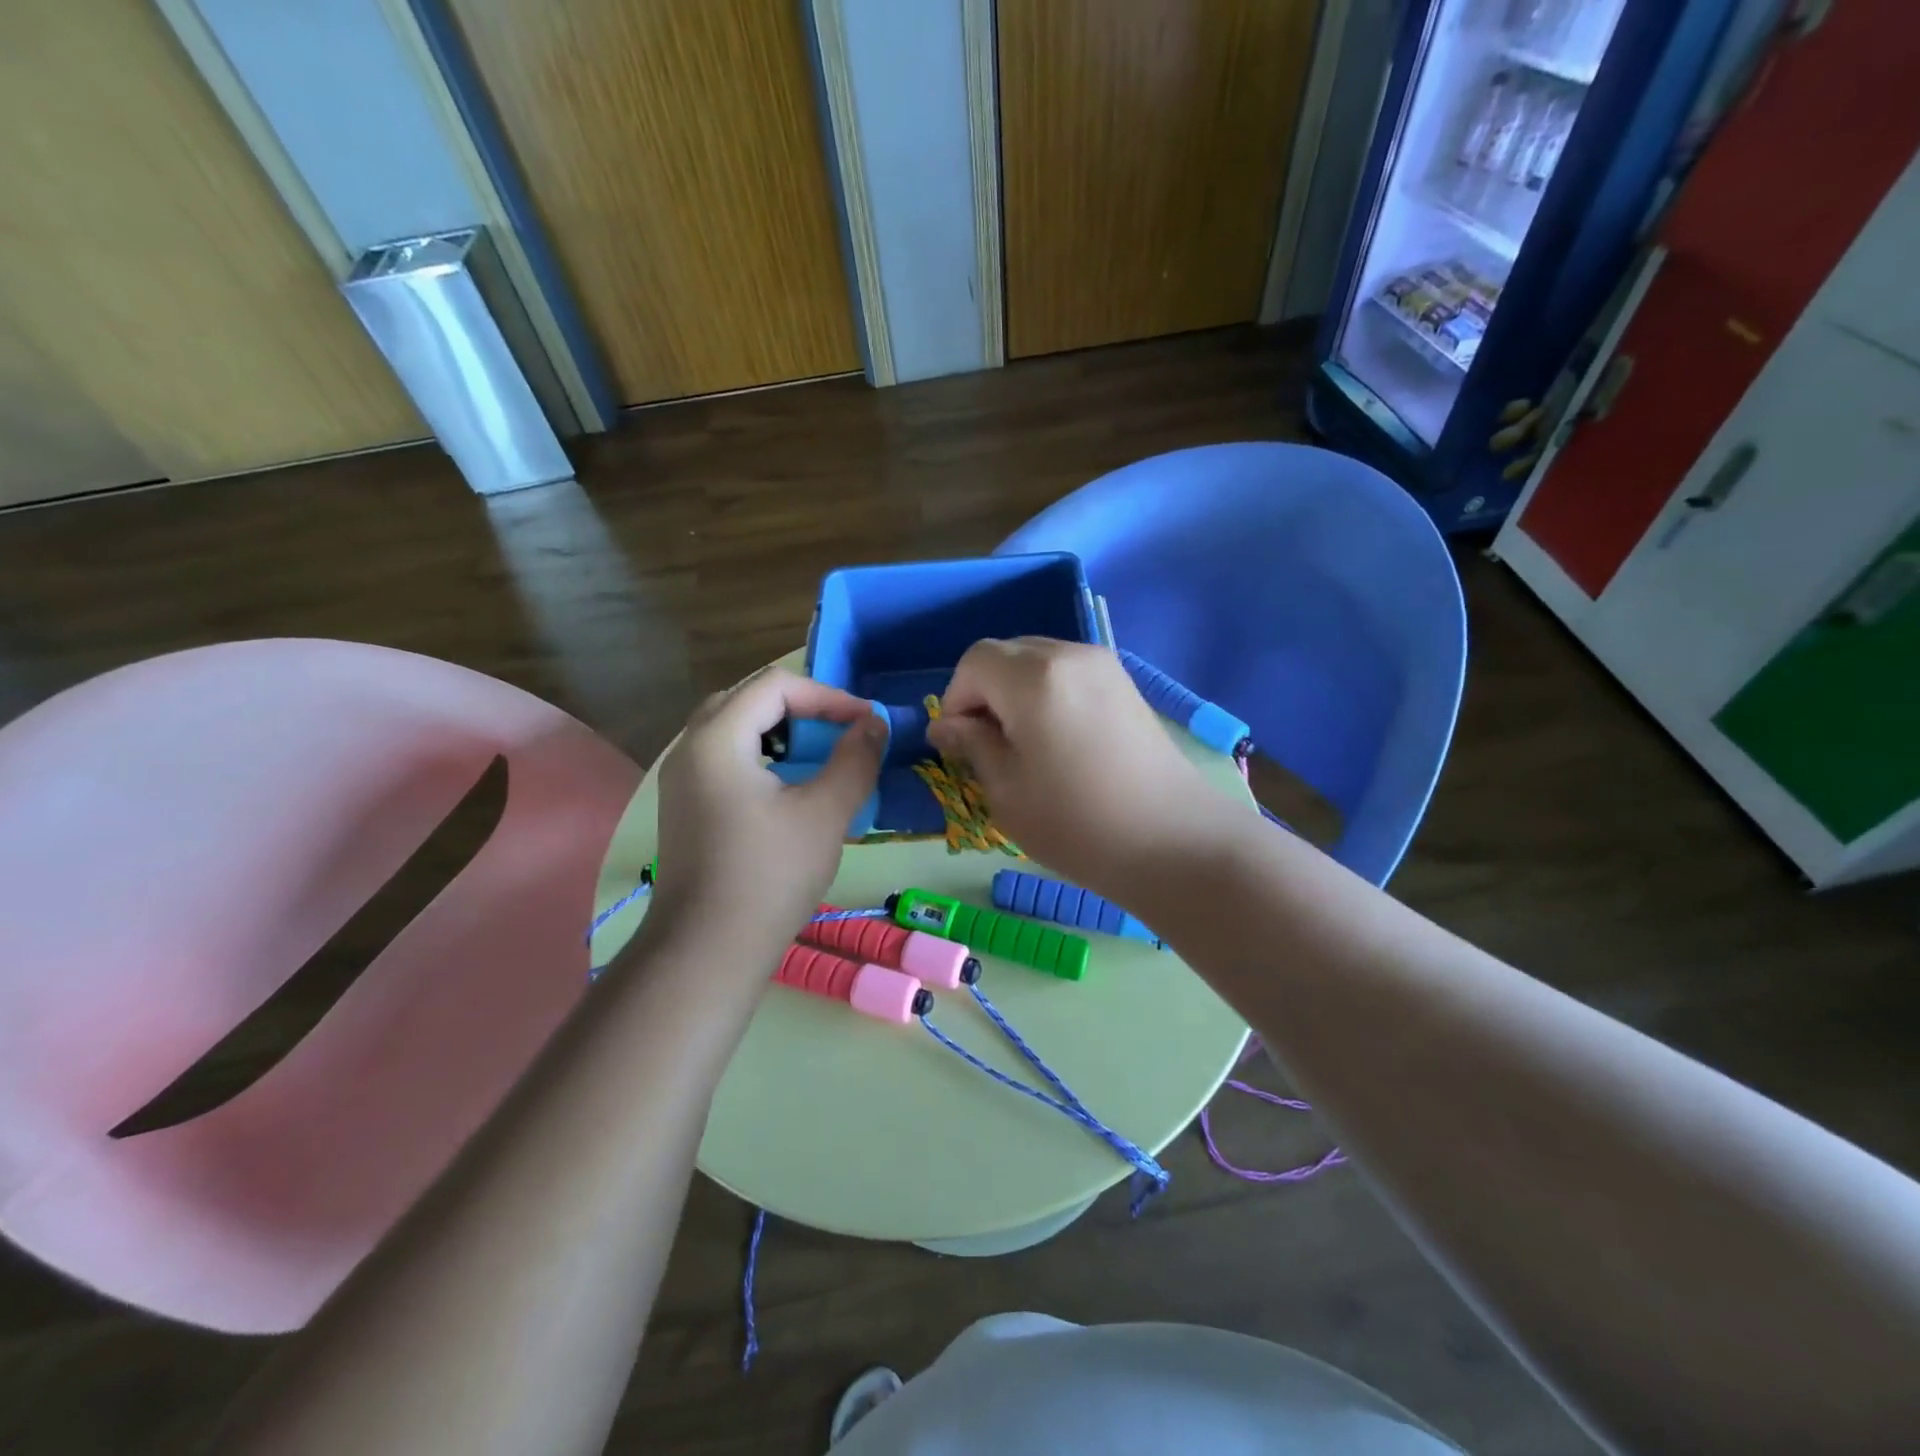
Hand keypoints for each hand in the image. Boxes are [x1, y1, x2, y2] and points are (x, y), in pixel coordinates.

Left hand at [651, 667, 885, 967]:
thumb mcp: (825, 813)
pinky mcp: (685, 806)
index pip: (776, 686)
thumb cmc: (770, 876)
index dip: (828, 696)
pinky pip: (724, 758)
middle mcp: (690, 748)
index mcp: (718, 739)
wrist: (707, 951)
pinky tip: (787, 789)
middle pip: (748, 699)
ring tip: (817, 757)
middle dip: (801, 709)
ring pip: (733, 729)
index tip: (865, 723)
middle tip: (838, 733)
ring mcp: (681, 779)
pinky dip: (761, 757)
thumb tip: (874, 724)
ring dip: (780, 732)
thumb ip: (854, 759)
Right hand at [928, 638, 1242, 901]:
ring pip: (1039, 660)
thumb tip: (947, 726)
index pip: (974, 662)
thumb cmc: (1077, 822)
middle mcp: (1069, 655)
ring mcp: (1104, 666)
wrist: (1173, 841)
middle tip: (989, 745)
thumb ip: (973, 745)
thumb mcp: (1006, 791)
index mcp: (1033, 677)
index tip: (960, 745)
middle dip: (985, 691)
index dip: (956, 699)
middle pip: (1007, 654)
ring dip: (1016, 692)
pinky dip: (1048, 694)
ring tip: (1025, 745)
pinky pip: (1069, 673)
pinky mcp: (1126, 684)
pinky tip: (1058, 740)